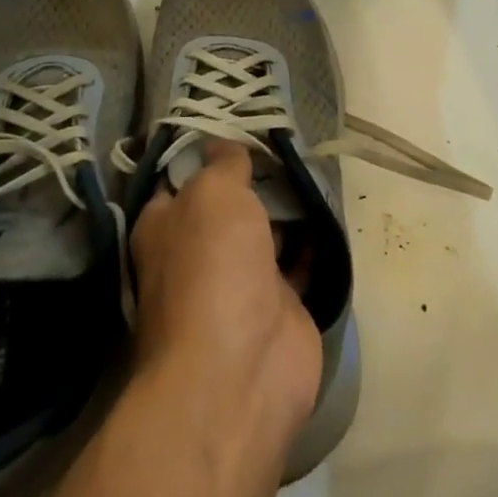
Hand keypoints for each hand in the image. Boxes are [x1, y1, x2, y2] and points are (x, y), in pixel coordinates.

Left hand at [129, 143, 321, 442]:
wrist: (241, 370)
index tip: (242, 126)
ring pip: (267, 231)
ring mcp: (240, 282)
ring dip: (288, 207)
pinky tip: (329, 210)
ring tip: (316, 166)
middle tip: (290, 142)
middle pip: (230, 203)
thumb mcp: (213, 194)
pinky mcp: (281, 306)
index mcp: (167, 226)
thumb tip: (224, 144)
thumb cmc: (213, 267)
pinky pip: (299, 261)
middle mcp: (199, 252)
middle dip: (257, 177)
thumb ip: (223, 164)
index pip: (184, 178)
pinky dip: (314, 240)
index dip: (210, 153)